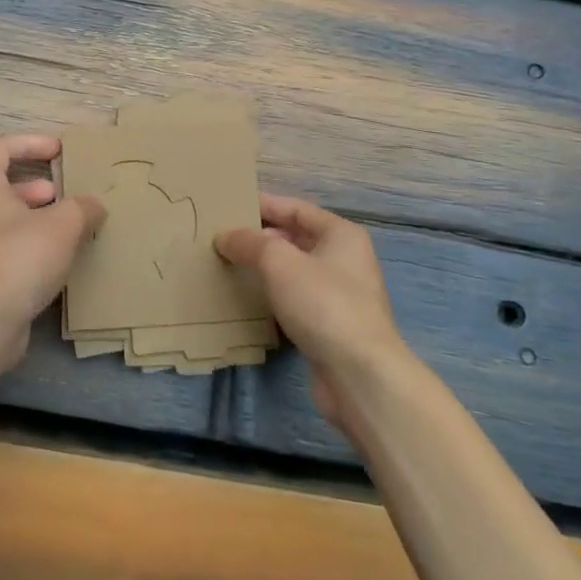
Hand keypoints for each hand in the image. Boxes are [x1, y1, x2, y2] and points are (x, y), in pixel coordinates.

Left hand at [0, 133, 105, 363]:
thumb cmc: (21, 256)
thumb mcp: (64, 224)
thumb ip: (83, 208)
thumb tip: (93, 207)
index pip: (2, 147)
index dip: (33, 143)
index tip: (60, 152)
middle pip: (3, 186)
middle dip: (39, 188)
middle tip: (67, 199)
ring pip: (5, 221)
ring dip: (36, 220)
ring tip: (69, 232)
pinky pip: (5, 250)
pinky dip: (29, 247)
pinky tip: (56, 263)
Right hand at [216, 195, 406, 427]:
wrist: (359, 374)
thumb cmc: (323, 304)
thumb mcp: (279, 262)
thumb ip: (249, 243)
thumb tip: (225, 236)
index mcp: (340, 235)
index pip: (296, 209)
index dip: (263, 205)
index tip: (230, 206)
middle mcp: (344, 260)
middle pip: (296, 239)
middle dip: (260, 238)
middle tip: (222, 238)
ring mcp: (339, 295)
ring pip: (294, 271)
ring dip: (264, 268)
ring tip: (228, 266)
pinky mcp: (330, 326)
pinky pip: (296, 300)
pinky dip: (273, 296)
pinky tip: (247, 300)